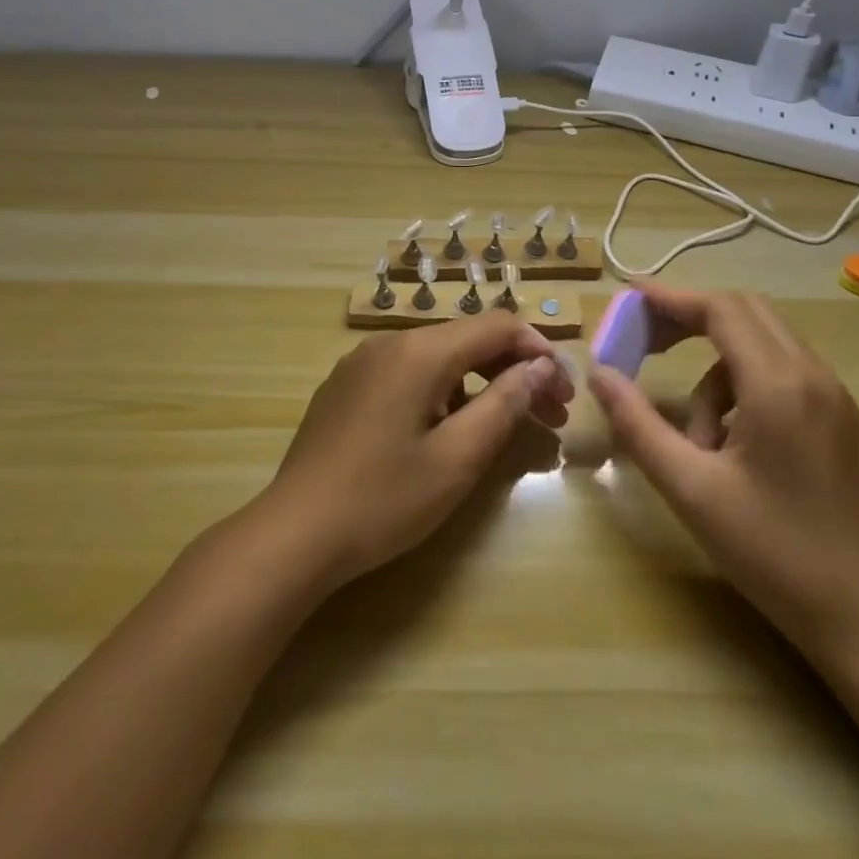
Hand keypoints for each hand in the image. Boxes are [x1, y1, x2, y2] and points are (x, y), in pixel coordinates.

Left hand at [257, 313, 569, 591]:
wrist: (294, 532)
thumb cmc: (383, 499)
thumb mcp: (456, 458)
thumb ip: (503, 405)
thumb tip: (538, 368)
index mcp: (418, 351)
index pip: (495, 326)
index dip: (537, 351)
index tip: (564, 391)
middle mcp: (389, 343)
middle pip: (466, 340)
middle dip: (512, 370)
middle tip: (550, 415)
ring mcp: (361, 363)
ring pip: (437, 357)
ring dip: (479, 383)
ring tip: (505, 427)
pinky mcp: (346, 386)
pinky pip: (407, 374)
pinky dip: (441, 391)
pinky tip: (449, 430)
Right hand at [586, 282, 858, 662]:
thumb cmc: (774, 554)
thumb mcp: (690, 490)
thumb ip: (638, 424)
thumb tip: (599, 374)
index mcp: (779, 386)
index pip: (720, 309)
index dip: (670, 298)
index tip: (628, 300)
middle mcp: (814, 376)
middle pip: (745, 311)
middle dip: (689, 316)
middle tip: (645, 342)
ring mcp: (835, 397)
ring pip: (763, 342)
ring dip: (716, 364)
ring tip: (696, 434)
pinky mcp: (841, 419)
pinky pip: (782, 371)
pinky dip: (743, 383)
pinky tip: (731, 442)